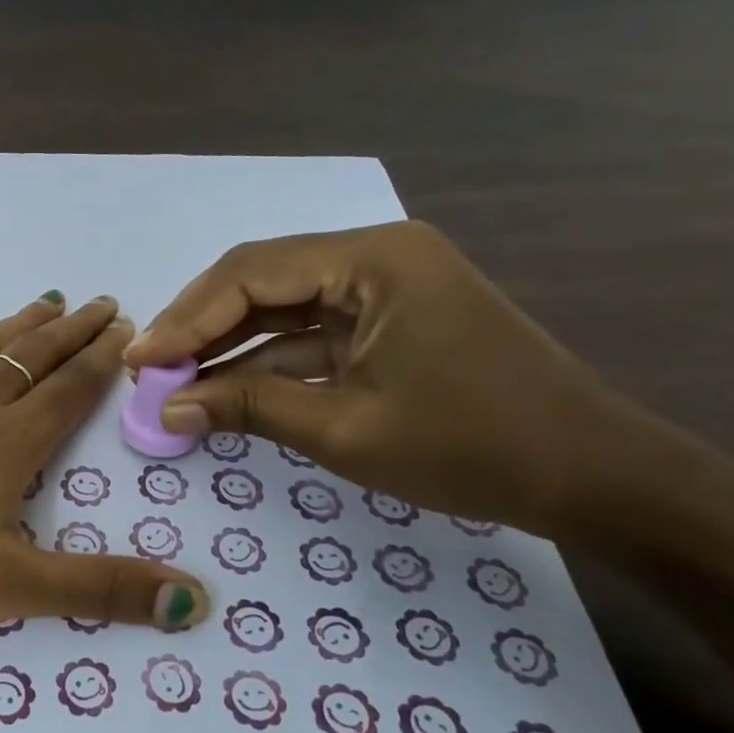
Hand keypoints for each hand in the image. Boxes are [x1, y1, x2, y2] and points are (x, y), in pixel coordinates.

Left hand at [0, 294, 208, 632]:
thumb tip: (197, 603)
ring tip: (47, 301)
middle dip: (71, 331)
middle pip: (32, 358)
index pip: (69, 391)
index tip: (126, 327)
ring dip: (20, 326)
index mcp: (7, 445)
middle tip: (101, 302)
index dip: (101, 360)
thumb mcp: (8, 589)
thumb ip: (100, 590)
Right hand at [124, 222, 642, 535]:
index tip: (141, 360)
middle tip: (150, 369)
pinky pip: (309, 330)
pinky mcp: (386, 319)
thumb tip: (167, 409)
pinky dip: (265, 359)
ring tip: (173, 379)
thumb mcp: (344, 429)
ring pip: (279, 305)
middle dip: (200, 326)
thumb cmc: (471, 447)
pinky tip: (223, 386)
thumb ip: (247, 407)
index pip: (251, 273)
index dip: (186, 317)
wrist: (593, 477)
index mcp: (373, 260)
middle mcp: (375, 255)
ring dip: (227, 343)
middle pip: (260, 280)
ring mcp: (383, 287)